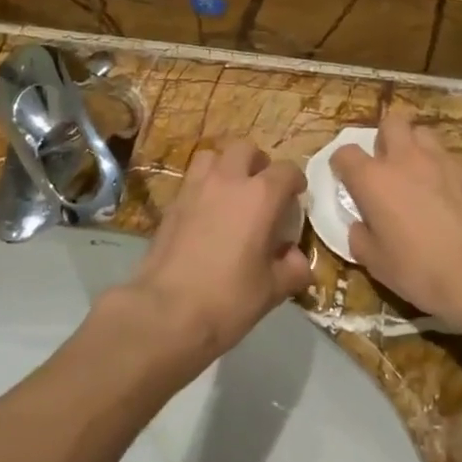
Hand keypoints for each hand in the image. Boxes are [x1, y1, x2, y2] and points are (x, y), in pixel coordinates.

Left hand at [115, 140, 310, 370]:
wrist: (165, 312)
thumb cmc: (228, 299)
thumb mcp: (272, 290)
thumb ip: (292, 269)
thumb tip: (297, 259)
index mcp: (260, 196)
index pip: (287, 170)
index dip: (295, 181)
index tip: (296, 198)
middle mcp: (228, 181)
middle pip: (246, 149)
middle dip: (258, 163)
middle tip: (263, 190)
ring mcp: (195, 188)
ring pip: (213, 156)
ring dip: (226, 167)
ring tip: (231, 193)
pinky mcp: (171, 203)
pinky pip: (192, 180)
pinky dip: (204, 186)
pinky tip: (207, 214)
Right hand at [330, 109, 461, 342]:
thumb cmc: (421, 269)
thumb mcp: (376, 263)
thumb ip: (360, 236)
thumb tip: (361, 225)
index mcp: (374, 179)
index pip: (346, 153)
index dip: (342, 164)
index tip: (346, 179)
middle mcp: (405, 159)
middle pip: (390, 123)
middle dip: (384, 139)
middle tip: (387, 167)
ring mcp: (441, 160)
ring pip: (423, 133)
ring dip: (415, 147)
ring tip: (418, 174)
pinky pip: (448, 156)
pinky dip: (441, 168)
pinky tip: (446, 193)